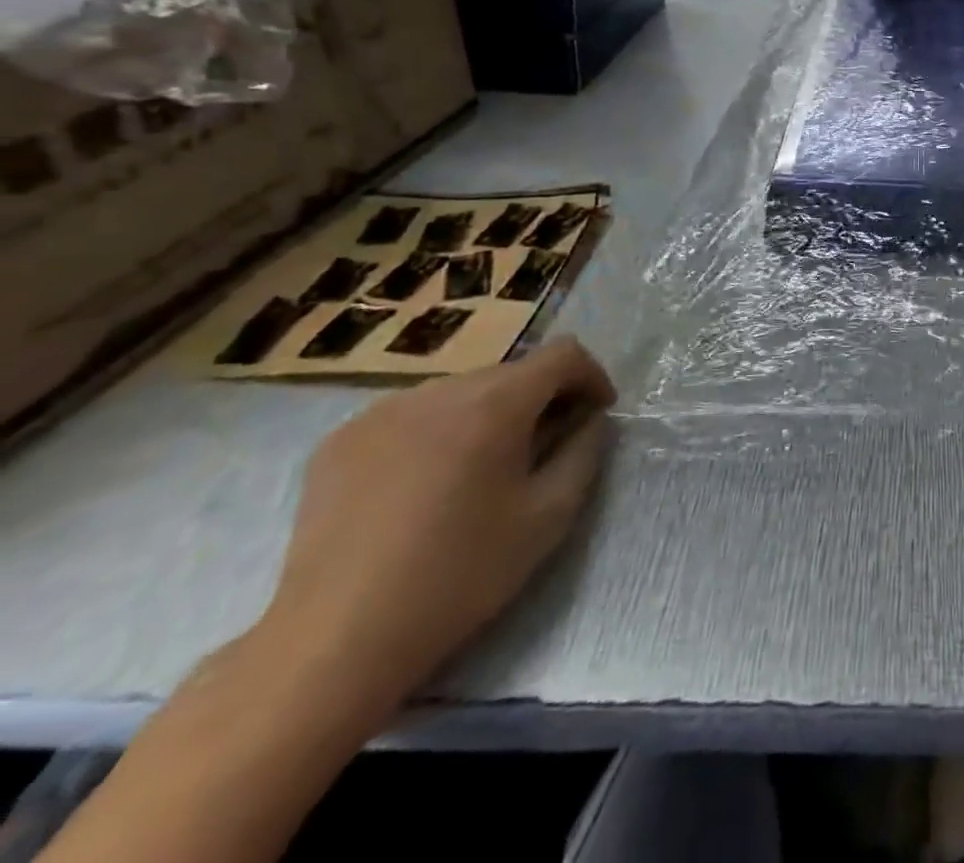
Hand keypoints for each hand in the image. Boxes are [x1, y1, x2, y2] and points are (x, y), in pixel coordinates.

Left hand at [258, 339, 615, 718]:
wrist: (334, 642)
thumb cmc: (459, 576)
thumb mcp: (549, 516)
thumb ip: (584, 452)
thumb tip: (589, 420)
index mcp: (494, 403)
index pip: (562, 354)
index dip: (590, 376)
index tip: (595, 414)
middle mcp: (439, 390)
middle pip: (511, 372)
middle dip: (538, 400)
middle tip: (541, 450)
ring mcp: (381, 411)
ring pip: (460, 392)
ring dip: (487, 415)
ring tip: (479, 471)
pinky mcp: (340, 440)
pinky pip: (411, 416)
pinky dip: (435, 433)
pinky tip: (424, 486)